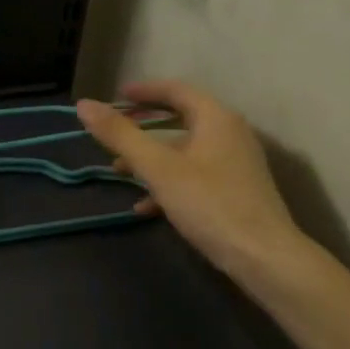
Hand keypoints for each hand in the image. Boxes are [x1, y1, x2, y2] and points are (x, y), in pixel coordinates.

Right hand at [77, 80, 304, 279]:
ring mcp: (236, 164)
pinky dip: (168, 182)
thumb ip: (120, 135)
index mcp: (216, 118)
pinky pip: (195, 176)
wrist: (264, 258)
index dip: (144, 90)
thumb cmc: (210, 204)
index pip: (176, 90)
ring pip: (185, 150)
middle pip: (181, 119)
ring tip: (119, 171)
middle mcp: (230, 134)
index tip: (116, 96)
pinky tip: (144, 207)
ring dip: (151, 157)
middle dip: (143, 127)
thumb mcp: (158, 168)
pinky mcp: (236, 191)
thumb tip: (84, 104)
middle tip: (115, 131)